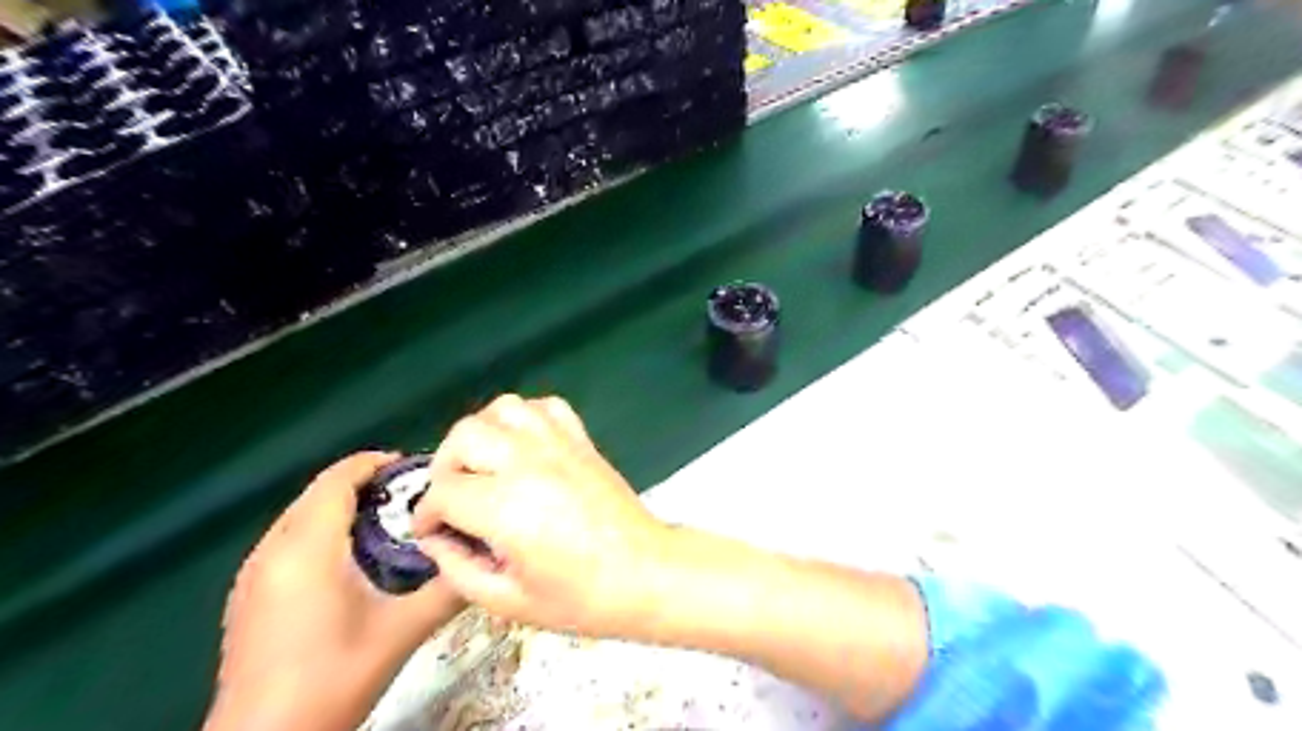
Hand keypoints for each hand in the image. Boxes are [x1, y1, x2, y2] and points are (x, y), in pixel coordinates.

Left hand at [212, 450, 476, 730]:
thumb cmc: (332, 678)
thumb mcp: (401, 632)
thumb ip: (447, 589)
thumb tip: (485, 558)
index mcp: (307, 548)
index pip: (338, 479)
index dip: (376, 463)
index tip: (416, 468)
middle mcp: (271, 550)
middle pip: (318, 492)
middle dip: (366, 484)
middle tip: (412, 497)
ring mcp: (252, 574)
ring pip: (301, 515)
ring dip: (343, 506)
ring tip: (388, 522)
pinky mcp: (247, 596)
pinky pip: (288, 540)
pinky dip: (322, 531)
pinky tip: (351, 560)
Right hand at [410, 395, 671, 639]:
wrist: (644, 572)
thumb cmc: (579, 597)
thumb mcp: (507, 601)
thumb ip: (458, 569)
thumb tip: (435, 539)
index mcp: (505, 507)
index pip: (443, 492)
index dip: (427, 515)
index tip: (433, 531)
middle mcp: (527, 463)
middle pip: (464, 436)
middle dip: (445, 466)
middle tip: (455, 497)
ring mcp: (558, 444)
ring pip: (503, 409)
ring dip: (483, 433)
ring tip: (485, 464)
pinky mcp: (581, 439)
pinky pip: (545, 406)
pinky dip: (525, 419)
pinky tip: (524, 447)